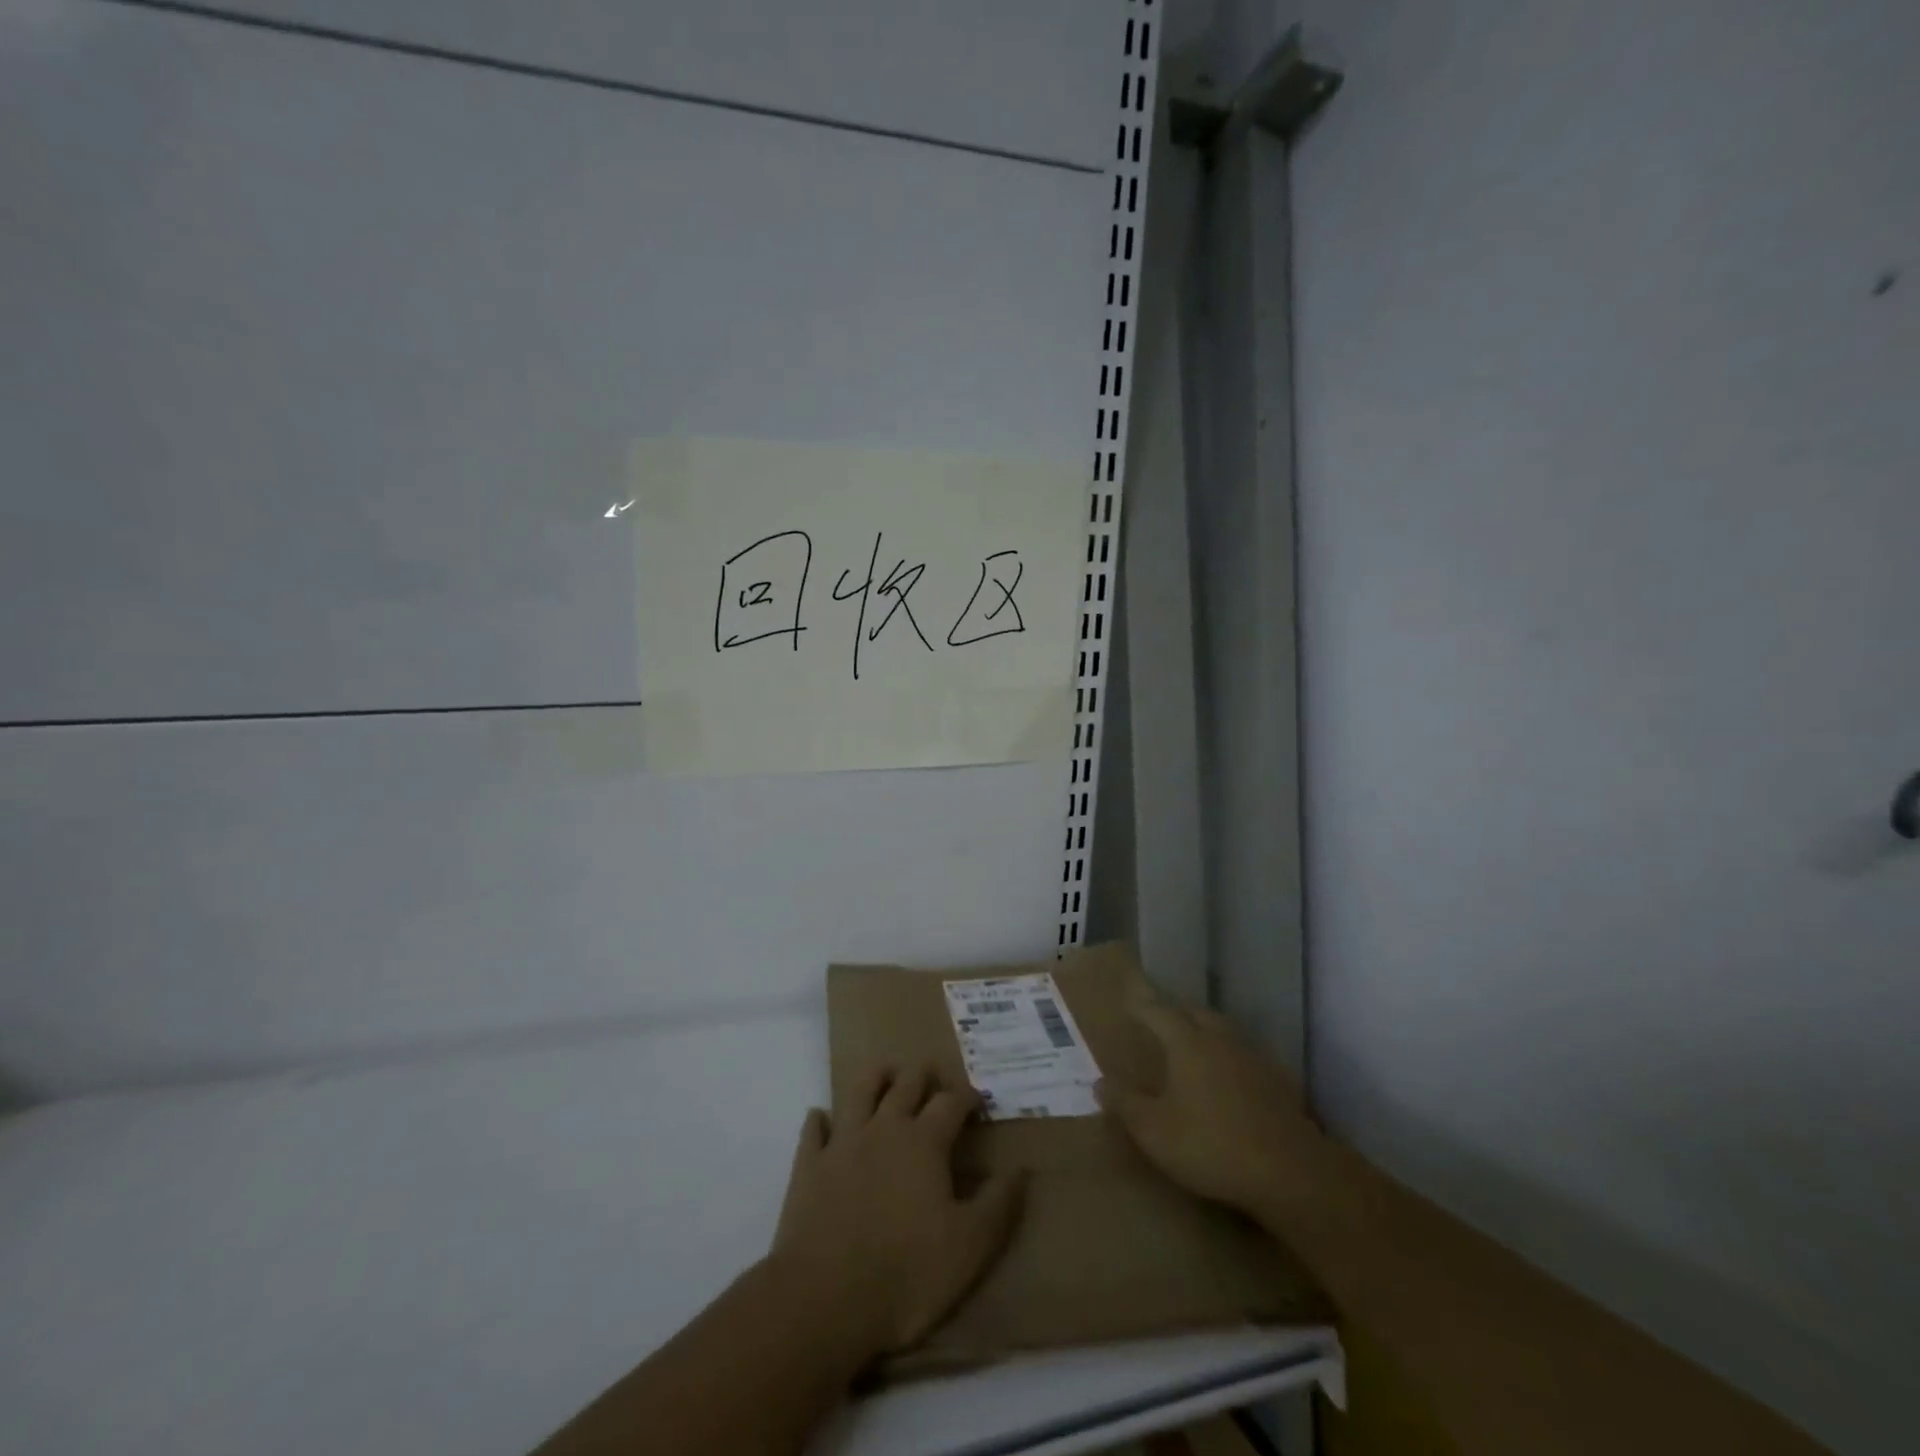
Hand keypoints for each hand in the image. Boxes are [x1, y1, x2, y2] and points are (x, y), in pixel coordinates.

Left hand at [769, 1067, 1025, 1359]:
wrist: (824, 1298)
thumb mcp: (970, 1247)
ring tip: (887, 1076)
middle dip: (924, 1075)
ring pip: (860, 1090)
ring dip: (877, 1077)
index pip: (951, 1102)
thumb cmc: (906, 1273)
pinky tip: (824, 1119)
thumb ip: (999, 1205)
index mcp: (924, 1142)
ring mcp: (843, 1142)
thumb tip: (1020, 1170)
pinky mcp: (809, 1164)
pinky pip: (814, 1128)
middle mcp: (884, 1128)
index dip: (967, 1095)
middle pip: (906, 1083)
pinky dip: (822, 1119)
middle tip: (934, 1078)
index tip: (978, 1098)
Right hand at [1096, 990, 1321, 1219]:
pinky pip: (1243, 1056)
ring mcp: (1252, 1058)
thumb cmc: (1210, 1145)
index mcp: (1187, 1042)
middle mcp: (1219, 1039)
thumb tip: (1100, 1081)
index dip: (1141, 1005)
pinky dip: (1228, 1058)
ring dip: (1203, 1031)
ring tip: (1190, 1044)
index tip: (1128, 1001)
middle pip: (1194, 1013)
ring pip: (1222, 1032)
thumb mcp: (1153, 1131)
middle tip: (1158, 1020)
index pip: (1158, 1011)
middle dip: (1174, 1012)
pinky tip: (1227, 1077)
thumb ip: (1125, 1104)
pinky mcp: (1277, 1082)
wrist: (1289, 1173)